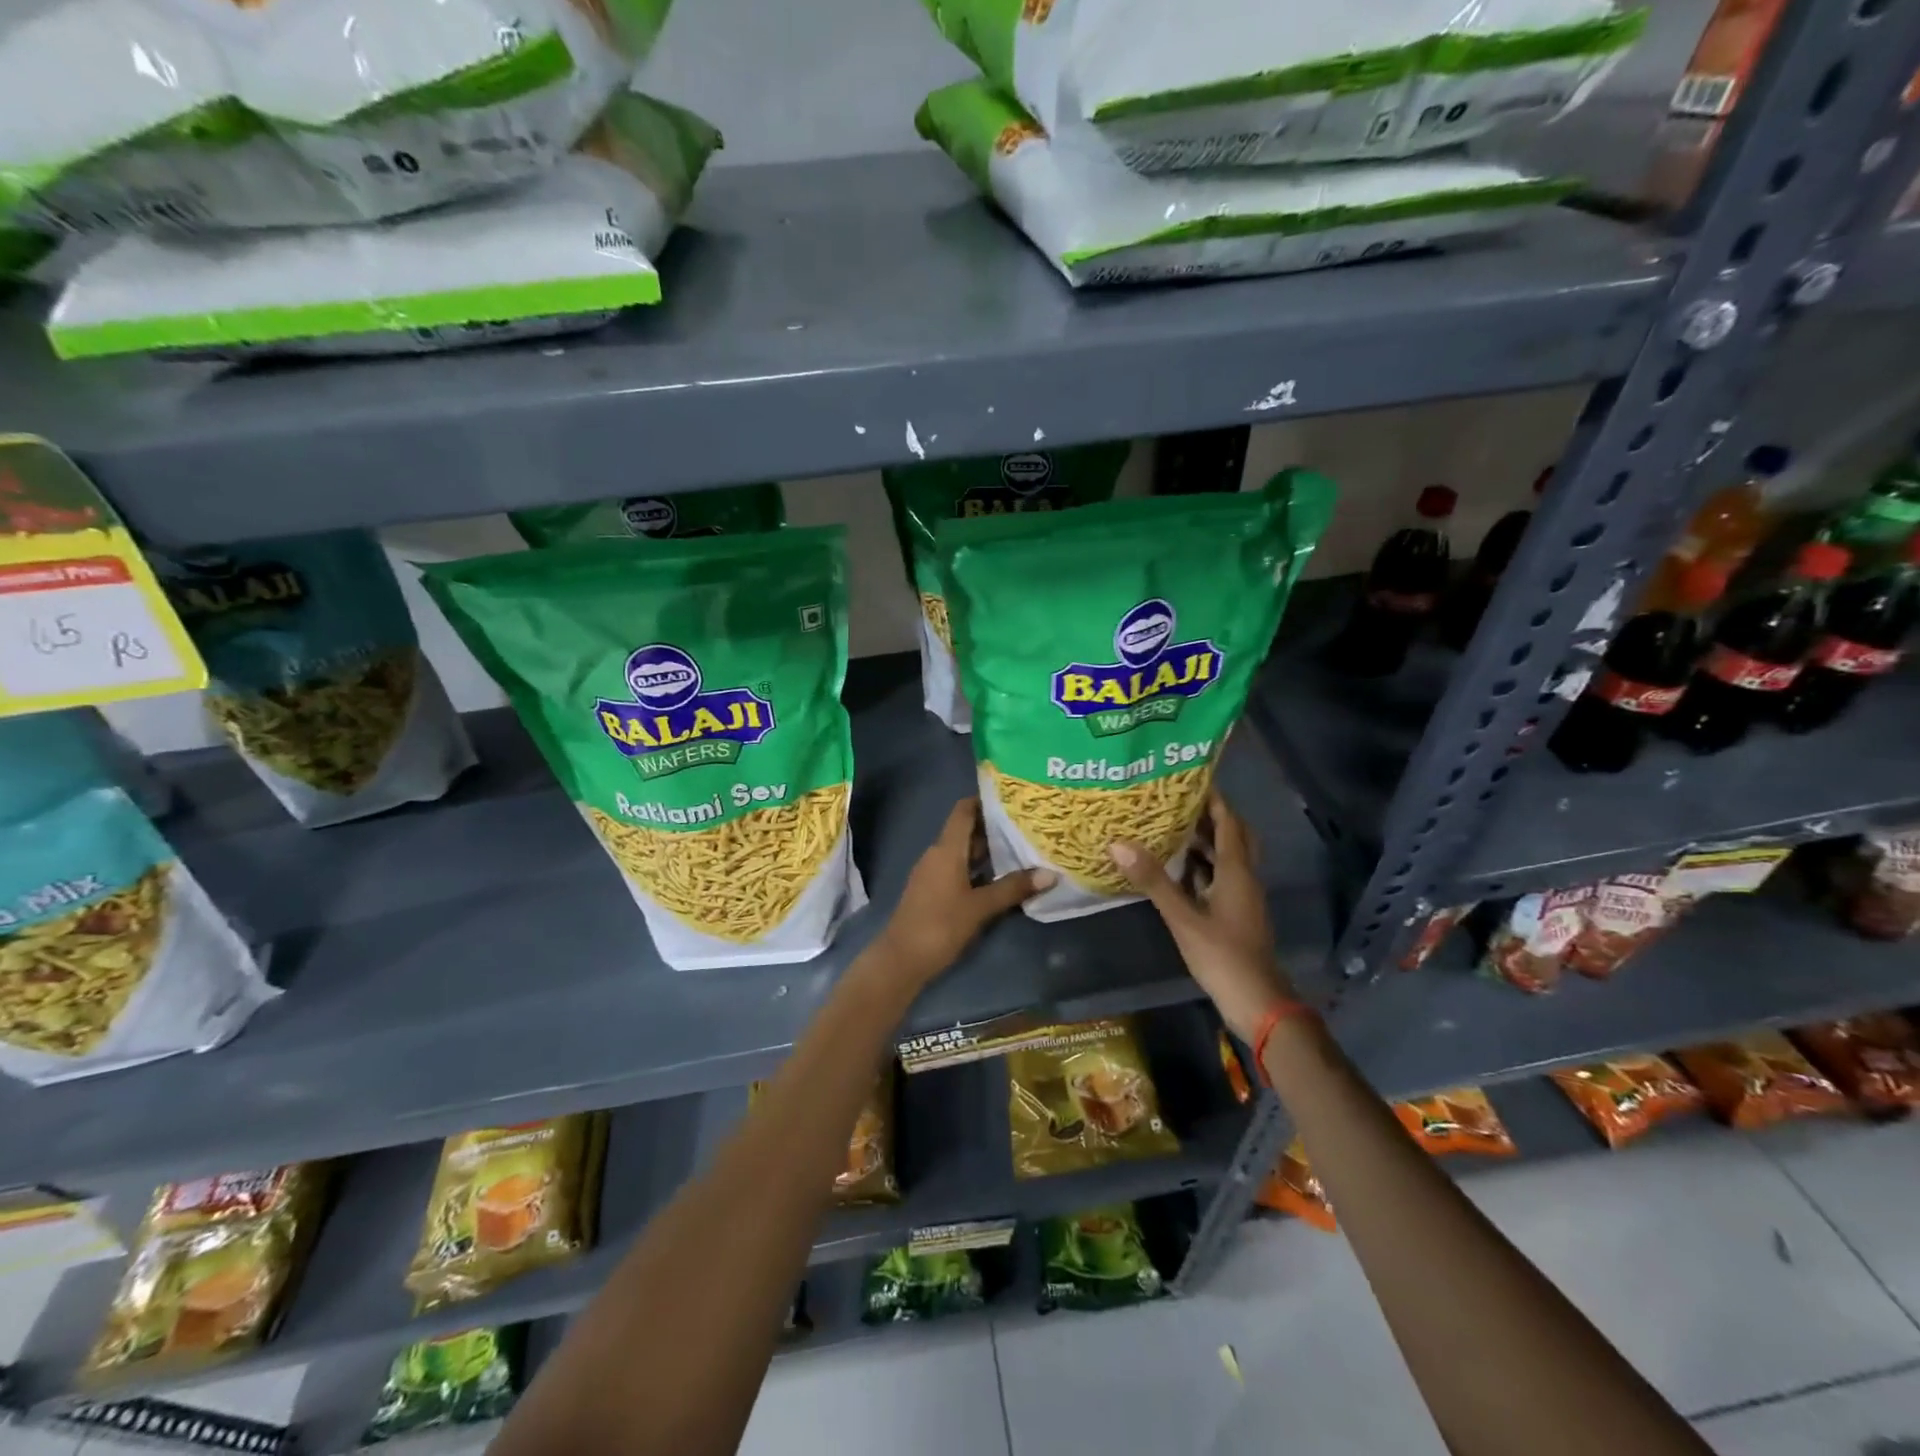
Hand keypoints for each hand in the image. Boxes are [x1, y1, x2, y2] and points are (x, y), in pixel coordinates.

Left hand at [878, 798, 1053, 985]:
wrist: (901, 960)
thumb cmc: (940, 925)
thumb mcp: (980, 907)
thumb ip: (1013, 888)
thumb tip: (1051, 873)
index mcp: (946, 849)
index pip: (964, 811)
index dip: (984, 800)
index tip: (1012, 797)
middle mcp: (937, 854)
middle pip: (966, 831)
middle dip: (994, 827)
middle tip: (1027, 823)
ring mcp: (932, 873)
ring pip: (962, 852)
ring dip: (987, 850)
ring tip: (1021, 847)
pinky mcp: (932, 891)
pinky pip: (957, 869)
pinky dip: (977, 868)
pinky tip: (999, 877)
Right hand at [1109, 793, 1294, 1043]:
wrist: (1257, 1002)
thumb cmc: (1222, 956)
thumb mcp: (1182, 917)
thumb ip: (1153, 880)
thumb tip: (1118, 843)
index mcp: (1237, 872)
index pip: (1228, 823)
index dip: (1214, 799)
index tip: (1190, 778)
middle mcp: (1244, 878)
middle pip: (1233, 836)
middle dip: (1210, 816)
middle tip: (1178, 801)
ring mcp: (1243, 898)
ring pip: (1227, 858)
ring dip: (1205, 842)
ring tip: (1171, 827)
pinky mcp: (1236, 914)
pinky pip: (1221, 878)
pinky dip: (1203, 866)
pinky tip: (1178, 869)